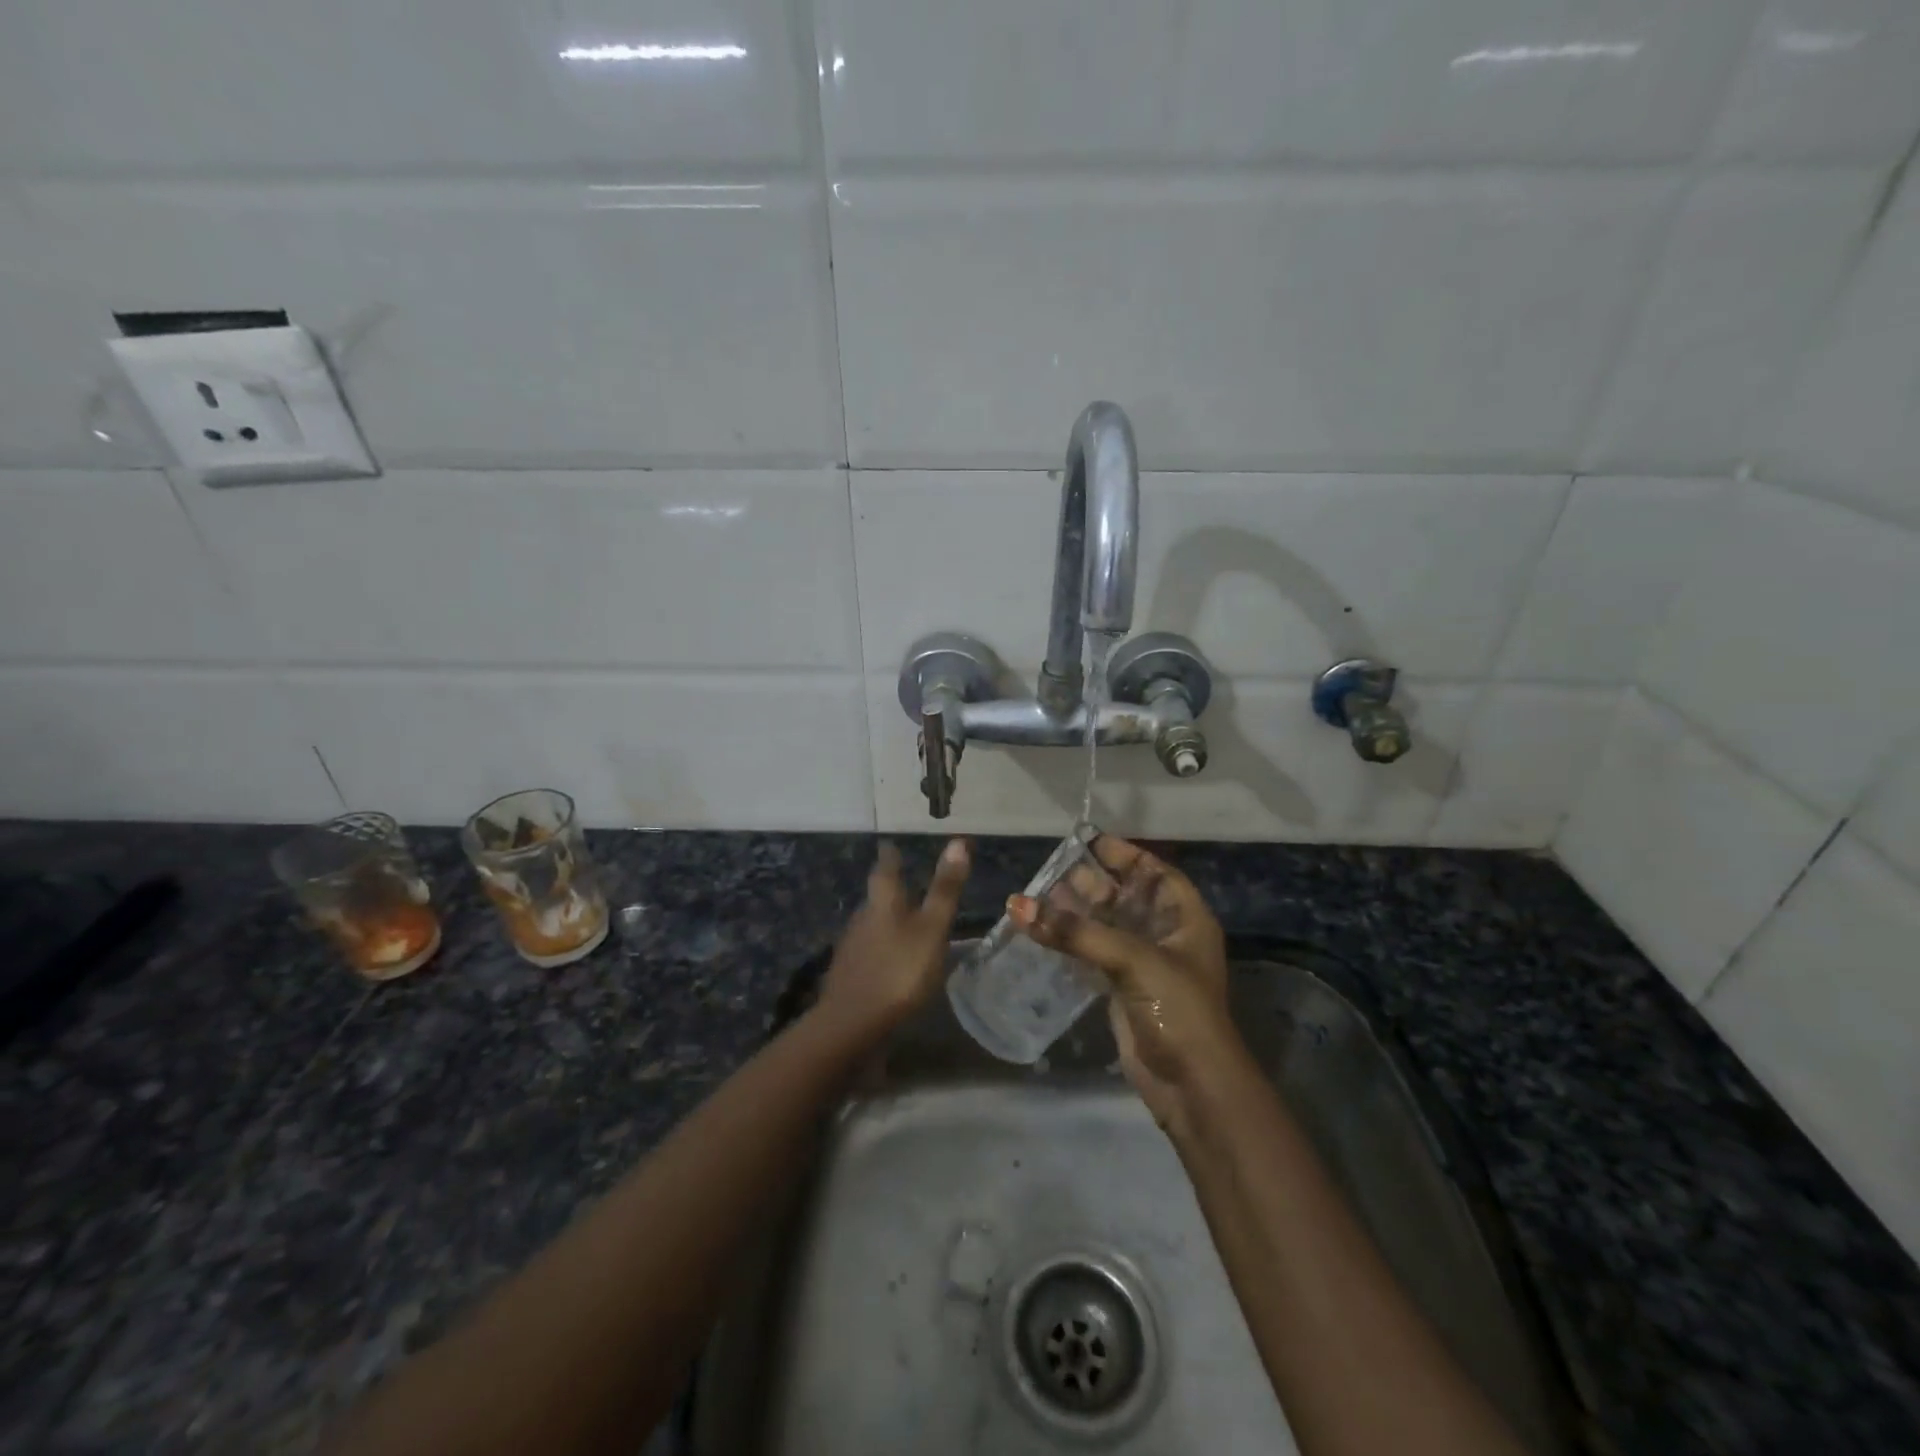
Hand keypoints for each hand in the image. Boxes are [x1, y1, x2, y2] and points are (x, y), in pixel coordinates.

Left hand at [816, 839, 969, 1042]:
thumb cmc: (899, 971)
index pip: (886, 869)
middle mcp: (862, 918)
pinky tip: (893, 961)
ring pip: (872, 925)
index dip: (891, 856)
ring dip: (887, 921)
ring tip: (905, 923)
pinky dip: (883, 949)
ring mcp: (852, 948)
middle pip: (876, 898)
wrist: (851, 1025)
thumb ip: (944, 890)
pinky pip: (869, 952)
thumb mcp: (931, 929)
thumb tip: (958, 841)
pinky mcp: (849, 975)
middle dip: (891, 890)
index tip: (891, 845)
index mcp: (882, 903)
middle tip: (906, 884)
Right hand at [1008, 836, 1241, 1127]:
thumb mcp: (1132, 959)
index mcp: (1185, 918)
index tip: (1088, 840)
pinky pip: (1093, 954)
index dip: (1124, 855)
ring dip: (1076, 913)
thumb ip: (1076, 931)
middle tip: (1051, 869)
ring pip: (1106, 926)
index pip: (1154, 872)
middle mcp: (1166, 935)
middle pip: (1125, 897)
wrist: (1191, 1084)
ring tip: (1037, 896)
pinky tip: (1042, 932)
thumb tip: (1017, 905)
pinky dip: (1071, 942)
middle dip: (1092, 883)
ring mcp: (1143, 964)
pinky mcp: (1123, 989)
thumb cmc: (1176, 1008)